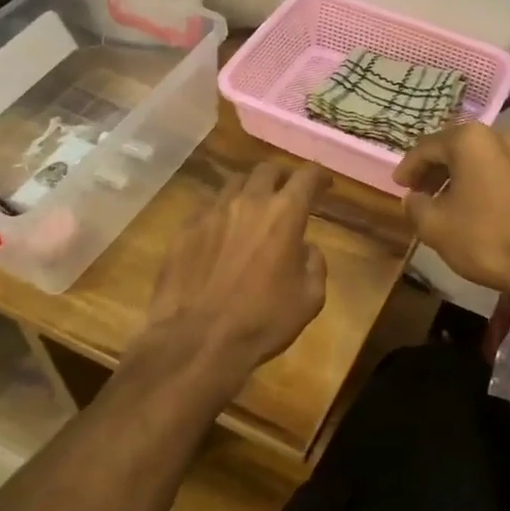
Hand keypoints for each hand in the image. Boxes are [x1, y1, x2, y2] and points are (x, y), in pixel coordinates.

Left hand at [144, 162, 329, 384]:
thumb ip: (314, 264)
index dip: (319, 175)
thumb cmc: (262, 321)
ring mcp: (211, 212)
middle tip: (287, 190)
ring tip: (252, 208)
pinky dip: (221, 213)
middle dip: (282, 175)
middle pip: (267, 169)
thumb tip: (305, 248)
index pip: (306, 176)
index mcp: (284, 214)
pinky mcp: (184, 229)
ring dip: (249, 190)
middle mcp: (247, 202)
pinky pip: (207, 208)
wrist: (197, 340)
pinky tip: (221, 234)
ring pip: (234, 183)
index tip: (324, 183)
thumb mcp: (309, 299)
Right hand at [393, 124, 509, 296]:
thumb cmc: (486, 237)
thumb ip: (415, 206)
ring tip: (445, 203)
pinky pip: (500, 175)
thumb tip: (413, 199)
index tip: (398, 186)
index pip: (426, 147)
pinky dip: (482, 186)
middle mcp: (499, 137)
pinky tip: (477, 211)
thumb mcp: (435, 226)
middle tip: (418, 192)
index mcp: (469, 140)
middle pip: (455, 149)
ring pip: (480, 162)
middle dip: (434, 170)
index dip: (408, 167)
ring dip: (459, 179)